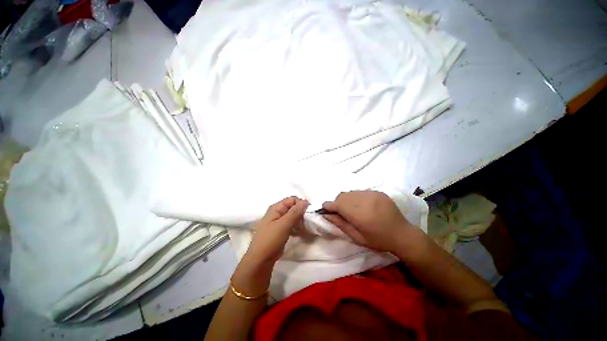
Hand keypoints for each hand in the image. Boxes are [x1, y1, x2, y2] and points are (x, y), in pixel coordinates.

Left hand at [244, 196, 308, 264]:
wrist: (260, 260)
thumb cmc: (271, 240)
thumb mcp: (284, 224)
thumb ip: (295, 212)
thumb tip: (306, 201)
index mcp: (276, 207)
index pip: (292, 199)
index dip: (301, 204)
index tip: (309, 213)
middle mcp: (277, 212)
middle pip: (293, 207)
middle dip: (301, 212)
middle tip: (307, 221)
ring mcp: (279, 221)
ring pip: (293, 216)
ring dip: (300, 220)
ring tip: (305, 227)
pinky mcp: (281, 230)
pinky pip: (291, 224)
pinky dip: (297, 226)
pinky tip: (301, 232)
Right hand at [321, 190, 414, 252]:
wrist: (403, 234)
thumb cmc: (379, 240)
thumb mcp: (358, 237)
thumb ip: (341, 224)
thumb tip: (326, 215)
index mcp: (361, 215)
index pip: (338, 204)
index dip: (328, 205)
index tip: (324, 209)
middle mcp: (366, 201)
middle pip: (342, 196)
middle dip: (337, 203)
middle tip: (338, 212)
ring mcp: (373, 194)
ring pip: (350, 192)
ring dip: (346, 199)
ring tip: (350, 209)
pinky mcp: (378, 192)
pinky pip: (360, 192)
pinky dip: (355, 197)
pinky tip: (360, 206)